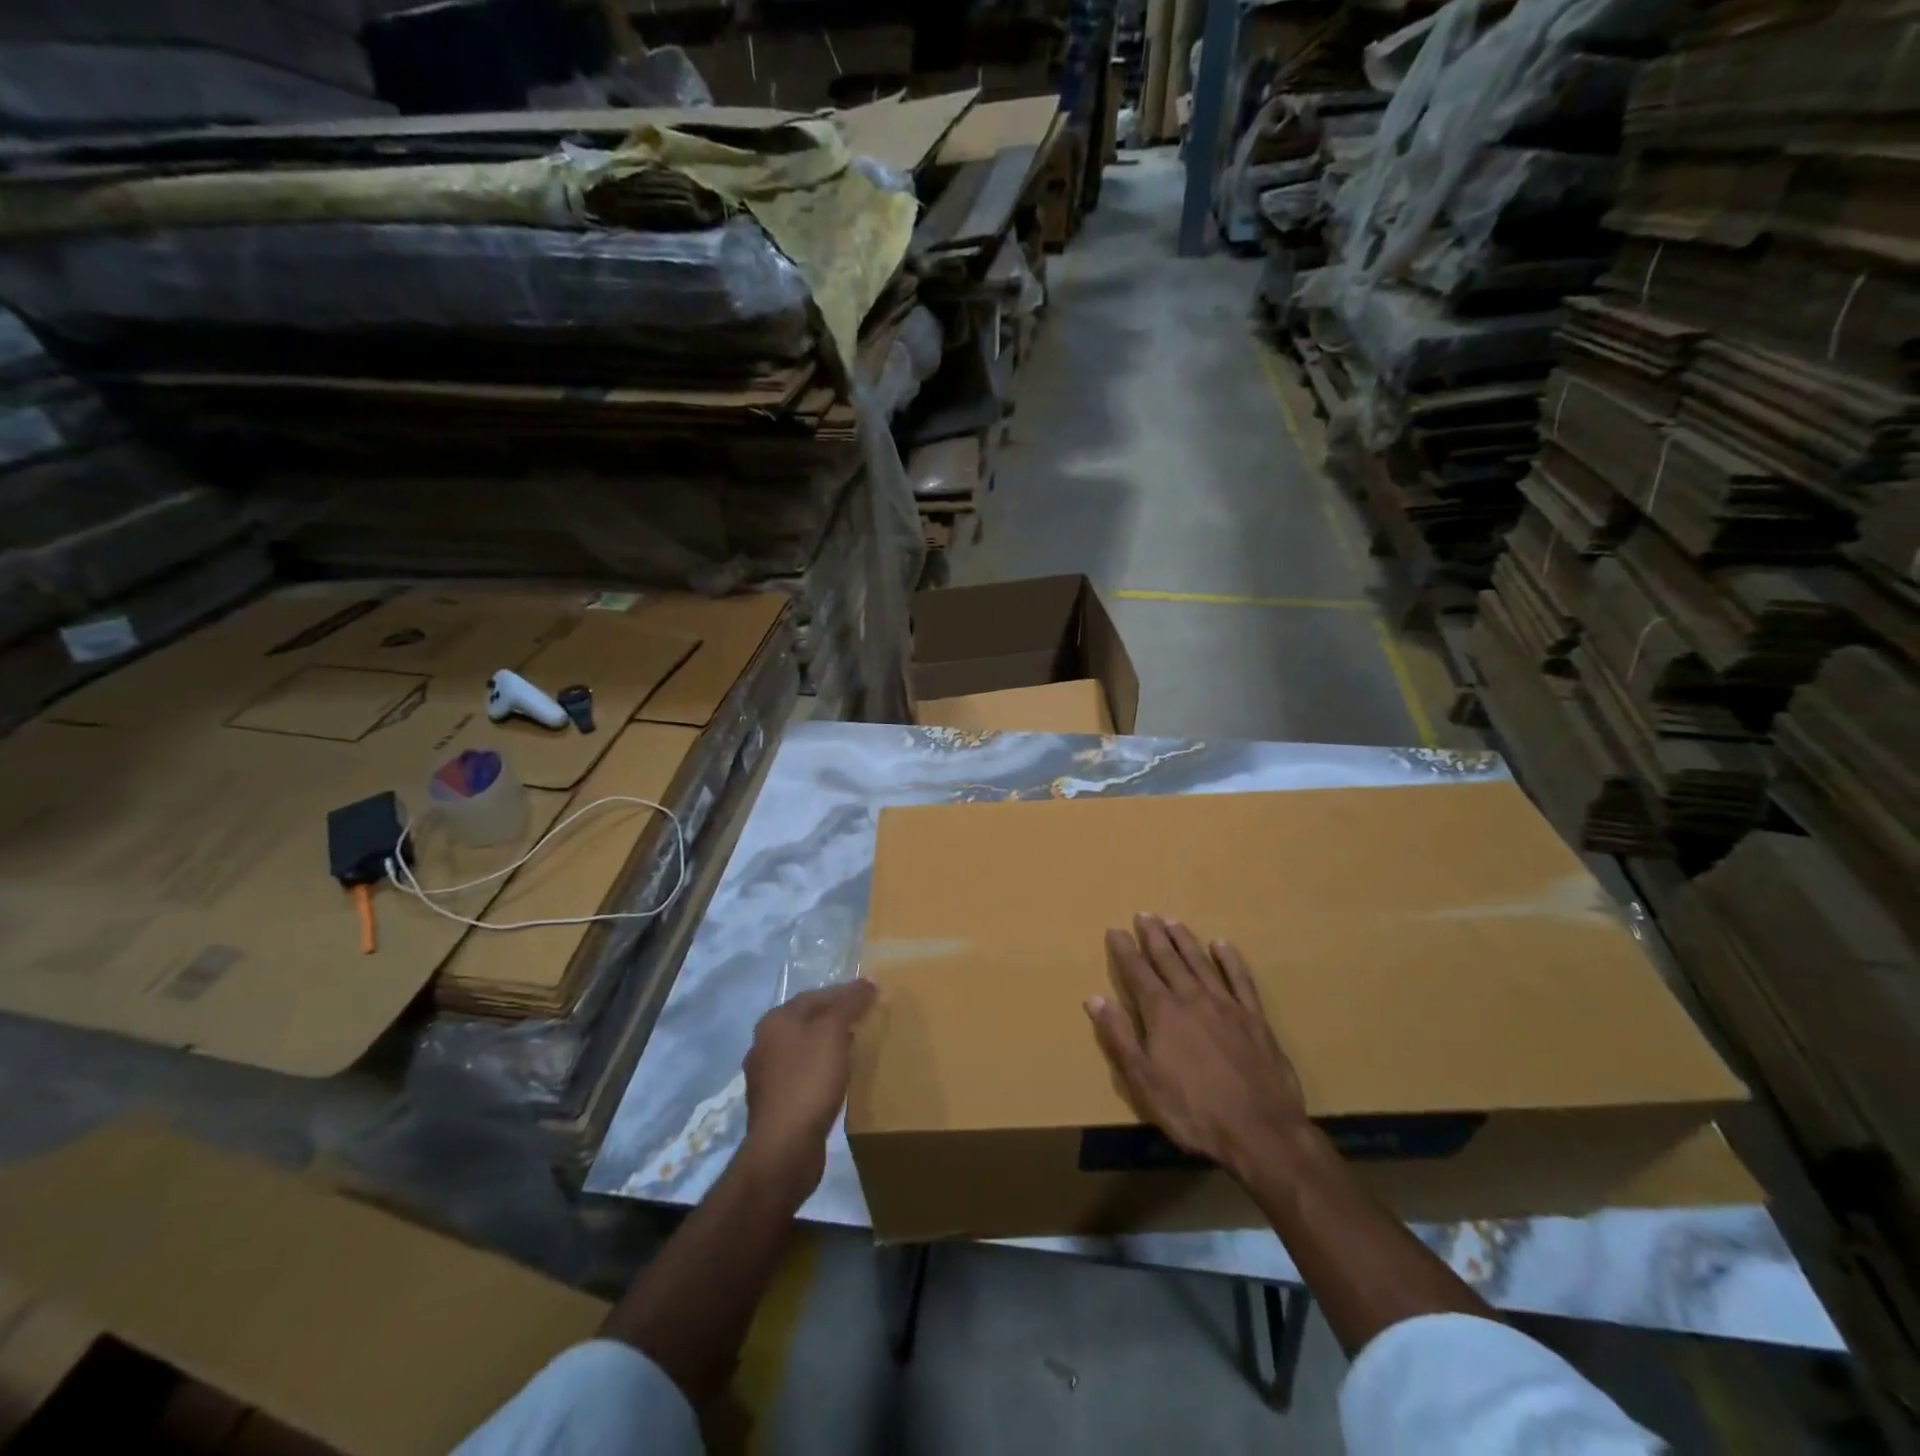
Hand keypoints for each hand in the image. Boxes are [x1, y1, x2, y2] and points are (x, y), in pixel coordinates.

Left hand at [741, 979, 876, 1196]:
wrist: (785, 1148)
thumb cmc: (809, 1080)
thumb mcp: (834, 1032)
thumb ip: (850, 1003)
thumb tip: (868, 981)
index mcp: (775, 1020)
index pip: (814, 995)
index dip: (844, 993)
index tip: (871, 998)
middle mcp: (764, 1043)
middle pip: (807, 1021)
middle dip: (836, 1019)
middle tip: (866, 1022)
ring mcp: (766, 1076)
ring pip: (804, 1049)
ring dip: (828, 1046)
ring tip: (856, 1050)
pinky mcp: (774, 1105)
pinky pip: (802, 1076)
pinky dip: (821, 1071)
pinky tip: (838, 1080)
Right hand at [1086, 915, 1310, 1182]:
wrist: (1260, 1132)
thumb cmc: (1193, 1110)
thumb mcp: (1143, 1080)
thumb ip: (1119, 1036)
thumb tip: (1094, 998)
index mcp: (1163, 1013)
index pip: (1137, 972)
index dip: (1124, 950)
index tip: (1114, 930)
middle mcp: (1192, 998)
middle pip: (1168, 959)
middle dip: (1153, 936)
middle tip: (1144, 914)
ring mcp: (1227, 1005)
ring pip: (1200, 962)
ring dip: (1184, 940)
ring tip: (1172, 921)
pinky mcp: (1255, 1018)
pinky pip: (1240, 978)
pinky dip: (1229, 959)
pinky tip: (1222, 945)